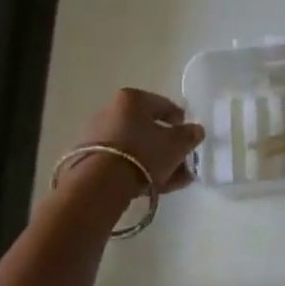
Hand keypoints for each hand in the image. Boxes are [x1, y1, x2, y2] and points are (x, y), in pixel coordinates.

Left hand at [68, 88, 205, 194]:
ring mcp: (96, 135)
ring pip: (135, 147)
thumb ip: (189, 135)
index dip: (180, 121)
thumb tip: (195, 130)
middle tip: (183, 162)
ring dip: (155, 161)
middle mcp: (110, 111)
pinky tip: (154, 186)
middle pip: (147, 128)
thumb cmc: (143, 153)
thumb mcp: (176, 145)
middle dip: (167, 146)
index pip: (163, 105)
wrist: (100, 184)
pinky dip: (138, 170)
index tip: (189, 136)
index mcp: (131, 99)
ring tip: (174, 180)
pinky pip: (121, 161)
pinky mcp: (88, 159)